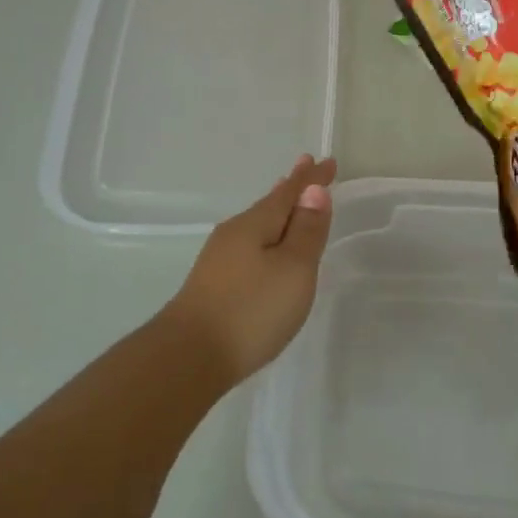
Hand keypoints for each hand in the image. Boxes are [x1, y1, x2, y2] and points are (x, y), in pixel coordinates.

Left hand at [162, 155, 336, 382]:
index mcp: (255, 224)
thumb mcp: (293, 269)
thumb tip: (313, 189)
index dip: (311, 178)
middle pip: (269, 204)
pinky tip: (265, 246)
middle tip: (306, 167)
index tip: (328, 161)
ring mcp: (220, 259)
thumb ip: (306, 230)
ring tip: (288, 199)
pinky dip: (266, 235)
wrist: (189, 357)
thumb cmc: (251, 309)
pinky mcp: (214, 283)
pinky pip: (248, 245)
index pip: (290, 192)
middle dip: (291, 188)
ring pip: (257, 225)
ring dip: (277, 211)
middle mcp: (234, 234)